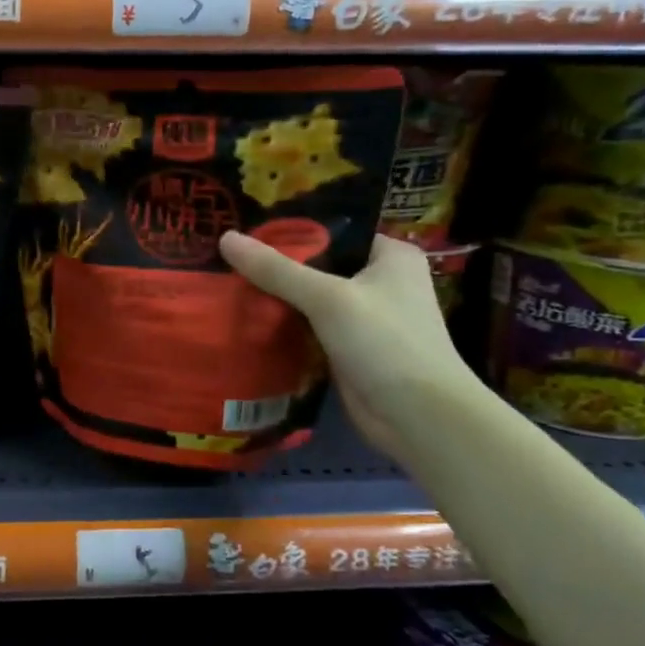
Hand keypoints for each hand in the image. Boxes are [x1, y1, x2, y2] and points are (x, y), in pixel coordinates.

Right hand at [219, 231, 483, 466]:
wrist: (418, 417)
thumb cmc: (385, 343)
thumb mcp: (327, 298)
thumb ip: (276, 269)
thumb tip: (225, 238)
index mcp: (390, 256)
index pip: (332, 232)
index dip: (290, 230)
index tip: (244, 228)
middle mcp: (381, 282)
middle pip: (317, 266)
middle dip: (275, 267)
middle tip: (227, 258)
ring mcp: (364, 318)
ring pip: (309, 299)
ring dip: (276, 298)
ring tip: (226, 284)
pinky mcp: (348, 349)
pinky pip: (308, 328)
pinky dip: (283, 326)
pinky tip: (245, 320)